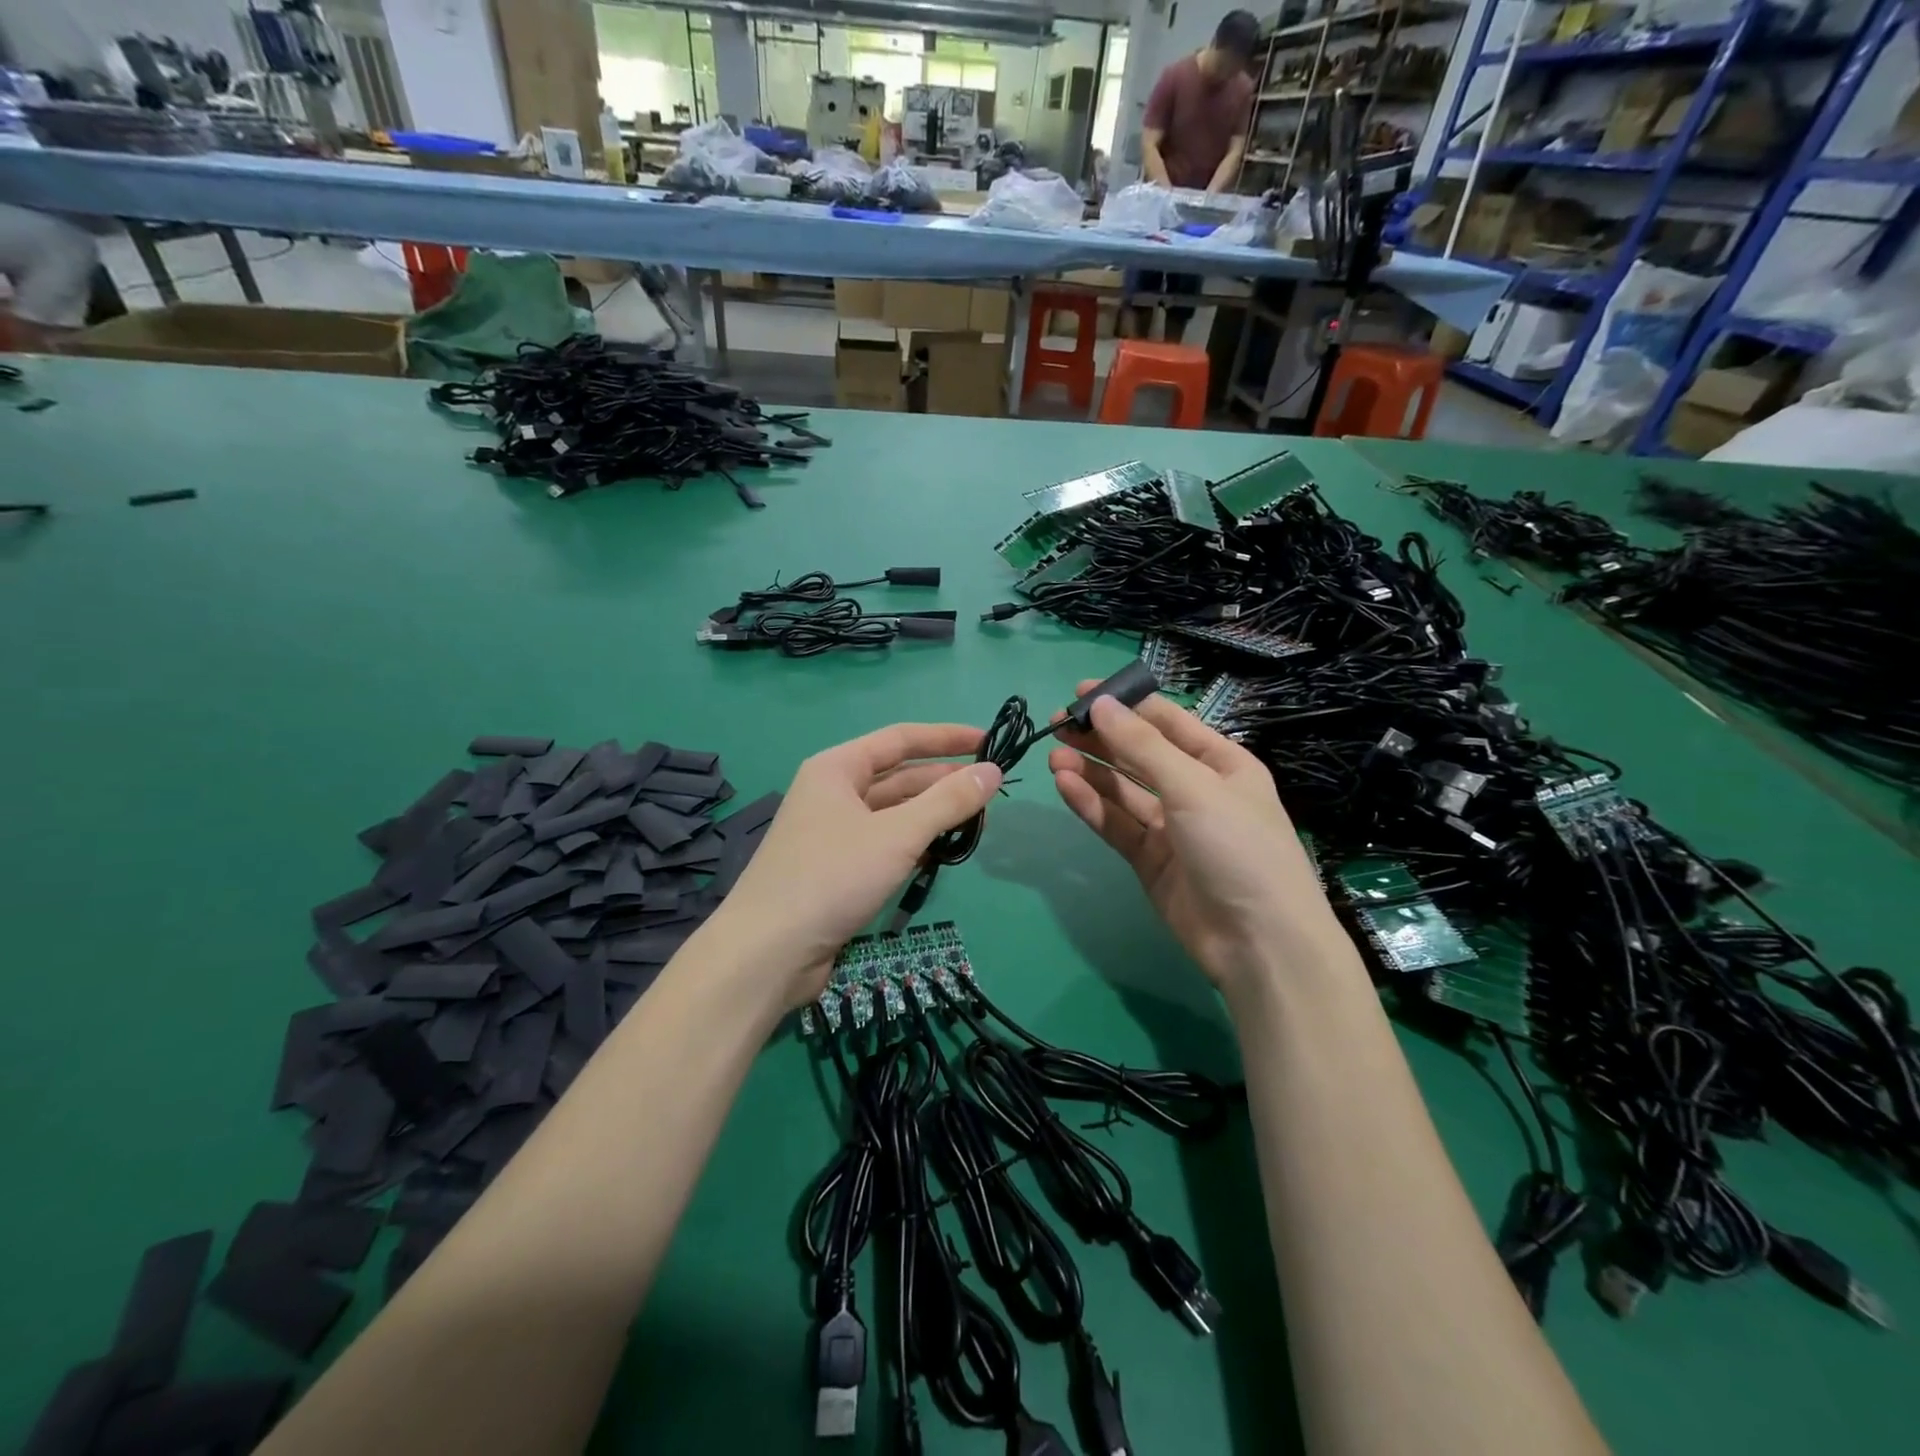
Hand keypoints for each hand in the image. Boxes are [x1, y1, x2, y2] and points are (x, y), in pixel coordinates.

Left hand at [714, 723, 1002, 1008]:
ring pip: (893, 812)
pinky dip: (914, 843)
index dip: (946, 738)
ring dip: (932, 814)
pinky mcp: (837, 869)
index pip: (900, 739)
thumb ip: (948, 801)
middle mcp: (833, 793)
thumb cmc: (832, 877)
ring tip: (977, 822)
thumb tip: (993, 771)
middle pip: (898, 776)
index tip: (989, 741)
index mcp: (837, 768)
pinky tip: (942, 851)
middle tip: (991, 791)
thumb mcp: (898, 834)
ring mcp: (833, 832)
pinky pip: (885, 842)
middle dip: (943, 781)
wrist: (769, 952)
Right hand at [1049, 685, 1347, 993]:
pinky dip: (1091, 804)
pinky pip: (1116, 823)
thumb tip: (1101, 703)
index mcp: (1220, 763)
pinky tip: (1065, 785)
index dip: (1125, 705)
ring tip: (1053, 756)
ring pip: (1122, 790)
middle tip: (1056, 725)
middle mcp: (1195, 790)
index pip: (1167, 722)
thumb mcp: (1193, 786)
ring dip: (1090, 771)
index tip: (1081, 692)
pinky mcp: (1149, 860)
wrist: (1259, 943)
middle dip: (1100, 738)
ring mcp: (1171, 827)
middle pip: (1139, 755)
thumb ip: (1142, 746)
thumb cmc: (1238, 847)